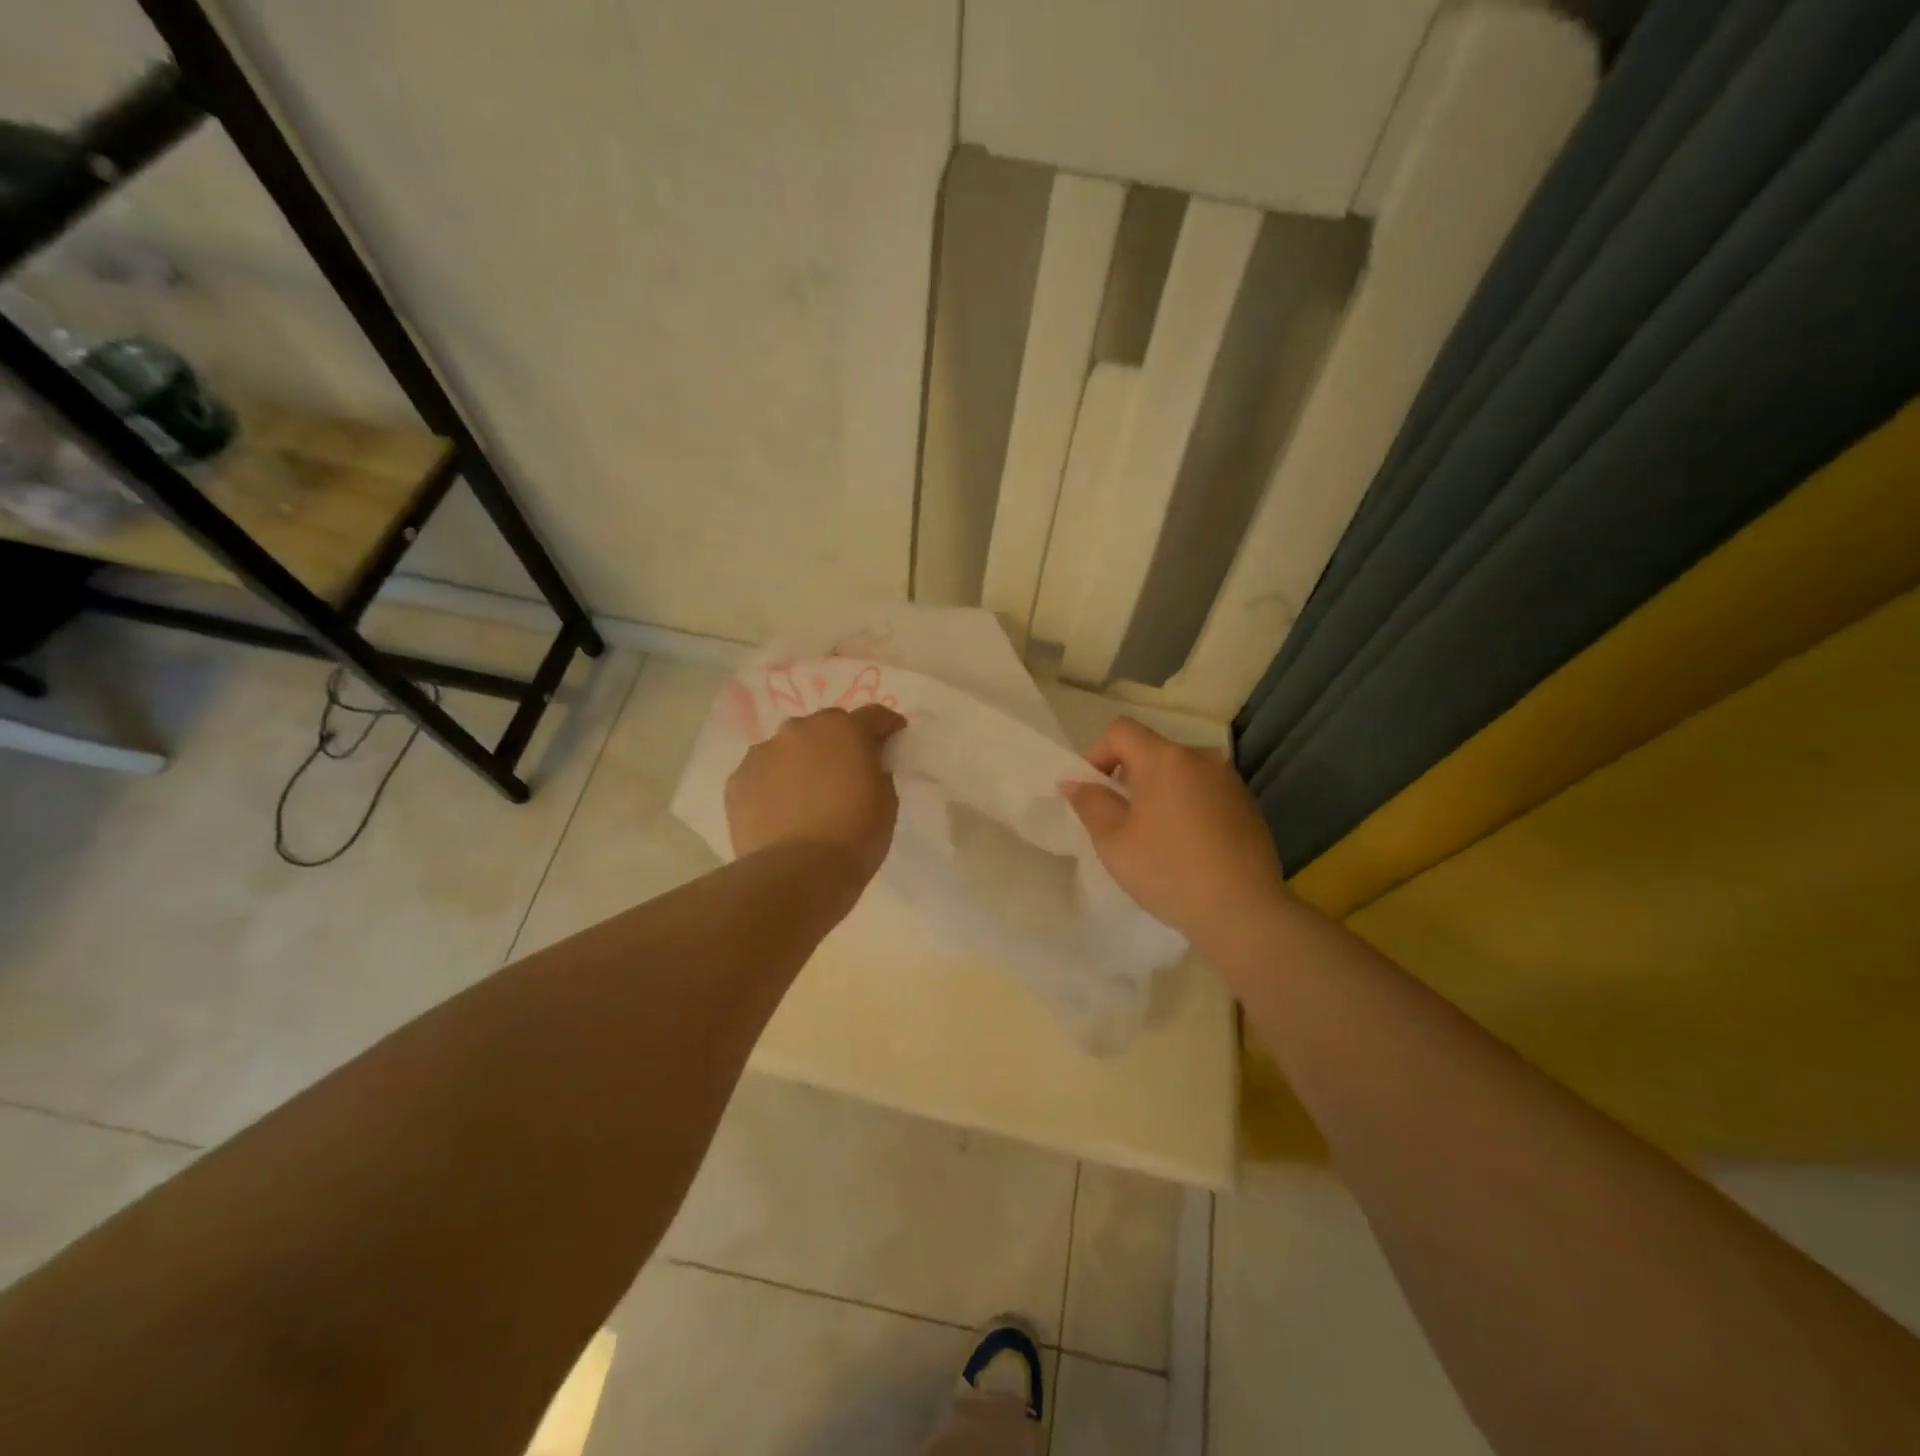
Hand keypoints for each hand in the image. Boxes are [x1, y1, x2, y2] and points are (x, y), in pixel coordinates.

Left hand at [725, 705, 906, 885]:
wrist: (795, 873)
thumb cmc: (854, 837)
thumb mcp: (886, 802)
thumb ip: (877, 771)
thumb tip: (866, 765)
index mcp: (845, 730)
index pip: (873, 716)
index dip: (887, 726)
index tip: (893, 737)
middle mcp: (800, 729)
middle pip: (826, 726)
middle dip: (839, 742)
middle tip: (845, 770)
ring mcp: (763, 751)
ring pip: (789, 748)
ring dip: (802, 761)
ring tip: (806, 794)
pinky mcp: (737, 779)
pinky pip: (763, 773)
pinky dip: (774, 784)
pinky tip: (780, 811)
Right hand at [1062, 718, 1287, 946]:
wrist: (1244, 912)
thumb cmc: (1169, 872)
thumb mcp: (1114, 842)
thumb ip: (1091, 804)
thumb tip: (1074, 782)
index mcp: (1165, 758)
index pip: (1121, 731)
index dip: (1097, 754)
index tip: (1092, 791)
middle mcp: (1201, 758)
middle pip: (1152, 750)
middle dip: (1128, 776)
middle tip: (1118, 819)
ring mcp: (1230, 781)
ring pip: (1180, 772)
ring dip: (1158, 791)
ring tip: (1153, 835)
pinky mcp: (1248, 805)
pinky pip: (1204, 791)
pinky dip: (1186, 805)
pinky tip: (1186, 846)